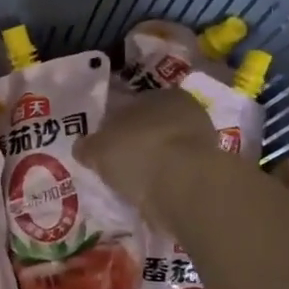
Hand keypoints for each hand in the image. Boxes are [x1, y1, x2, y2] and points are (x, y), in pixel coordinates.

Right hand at [75, 88, 231, 224]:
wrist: (184, 186)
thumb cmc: (138, 153)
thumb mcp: (97, 148)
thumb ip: (87, 146)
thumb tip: (82, 147)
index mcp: (160, 94)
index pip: (130, 105)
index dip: (112, 124)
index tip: (100, 144)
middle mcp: (185, 111)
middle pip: (149, 128)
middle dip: (132, 144)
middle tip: (113, 165)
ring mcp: (200, 142)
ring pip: (164, 151)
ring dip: (149, 164)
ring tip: (129, 184)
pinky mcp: (207, 171)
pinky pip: (175, 173)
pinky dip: (162, 182)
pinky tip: (147, 194)